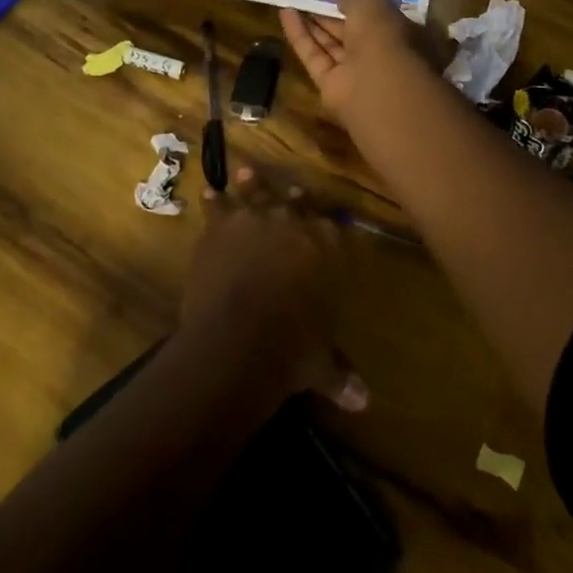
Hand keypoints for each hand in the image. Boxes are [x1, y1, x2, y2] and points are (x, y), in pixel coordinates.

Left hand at [180, 166, 368, 412]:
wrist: (238, 339)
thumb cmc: (291, 350)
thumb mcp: (321, 363)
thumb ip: (340, 373)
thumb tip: (364, 402)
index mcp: (327, 246)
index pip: (333, 225)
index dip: (328, 223)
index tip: (327, 221)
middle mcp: (294, 222)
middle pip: (296, 201)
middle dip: (296, 199)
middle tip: (295, 192)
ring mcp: (255, 218)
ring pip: (256, 192)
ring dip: (252, 183)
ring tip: (246, 171)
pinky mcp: (220, 226)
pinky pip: (217, 207)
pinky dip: (213, 202)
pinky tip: (208, 193)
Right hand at [279, 0, 423, 118]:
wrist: (375, 84)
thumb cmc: (382, 36)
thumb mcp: (371, 3)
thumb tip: (340, 2)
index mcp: (395, 32)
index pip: (373, 16)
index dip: (352, 4)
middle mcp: (376, 53)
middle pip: (348, 31)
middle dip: (329, 15)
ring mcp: (353, 71)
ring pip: (330, 44)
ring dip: (311, 24)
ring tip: (291, 1)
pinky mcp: (329, 84)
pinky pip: (313, 55)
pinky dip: (299, 35)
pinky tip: (285, 13)